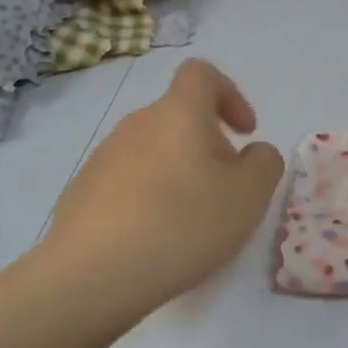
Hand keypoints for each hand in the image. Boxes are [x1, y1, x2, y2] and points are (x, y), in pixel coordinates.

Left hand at [41, 60, 283, 312]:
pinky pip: (127, 182)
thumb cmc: (182, 224)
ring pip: (153, 151)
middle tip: (223, 191)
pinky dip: (147, 198)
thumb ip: (264, 163)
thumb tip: (253, 152)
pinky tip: (152, 239)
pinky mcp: (83, 190)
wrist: (92, 274)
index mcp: (178, 113)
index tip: (243, 132)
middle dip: (207, 146)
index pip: (201, 73)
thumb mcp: (249, 196)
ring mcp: (104, 156)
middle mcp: (137, 123)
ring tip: (188, 222)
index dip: (229, 94)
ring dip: (177, 174)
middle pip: (179, 117)